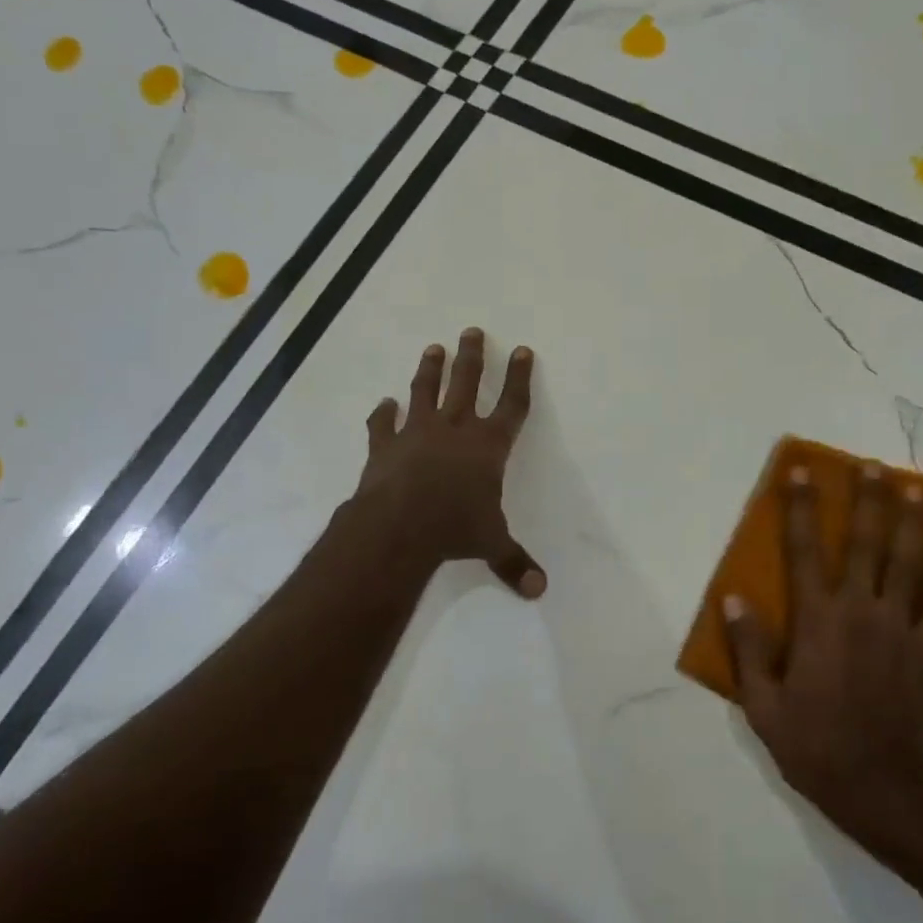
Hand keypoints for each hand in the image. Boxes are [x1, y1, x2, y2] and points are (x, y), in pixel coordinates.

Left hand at [357, 327, 545, 597]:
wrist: (398, 527)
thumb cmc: (454, 529)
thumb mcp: (491, 544)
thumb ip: (514, 562)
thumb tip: (539, 591)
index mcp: (488, 446)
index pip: (512, 404)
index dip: (519, 377)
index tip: (521, 350)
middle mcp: (455, 429)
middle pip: (467, 383)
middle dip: (472, 357)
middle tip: (471, 331)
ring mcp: (417, 433)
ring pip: (426, 391)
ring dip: (430, 369)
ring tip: (433, 348)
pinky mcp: (385, 445)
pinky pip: (383, 423)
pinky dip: (383, 413)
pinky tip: (384, 403)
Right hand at [725, 462, 922, 841]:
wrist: (883, 791)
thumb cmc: (815, 746)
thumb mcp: (763, 706)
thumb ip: (748, 649)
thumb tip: (733, 599)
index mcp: (817, 620)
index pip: (803, 550)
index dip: (800, 507)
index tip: (801, 472)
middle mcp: (861, 610)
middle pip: (865, 542)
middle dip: (867, 500)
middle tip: (873, 465)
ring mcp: (903, 627)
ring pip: (909, 561)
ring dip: (911, 521)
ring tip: (915, 488)